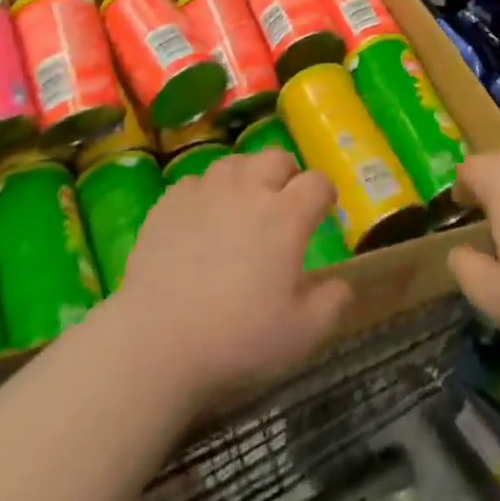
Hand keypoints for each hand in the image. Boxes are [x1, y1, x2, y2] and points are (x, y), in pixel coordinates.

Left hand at [113, 149, 352, 413]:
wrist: (156, 342)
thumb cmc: (237, 339)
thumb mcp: (301, 335)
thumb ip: (332, 305)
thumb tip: (343, 285)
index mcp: (286, 215)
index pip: (317, 182)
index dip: (325, 193)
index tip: (324, 209)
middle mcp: (248, 190)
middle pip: (276, 157)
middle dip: (287, 174)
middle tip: (284, 203)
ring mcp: (206, 191)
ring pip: (235, 162)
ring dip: (246, 177)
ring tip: (243, 205)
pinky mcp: (170, 202)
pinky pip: (195, 182)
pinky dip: (206, 194)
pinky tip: (201, 219)